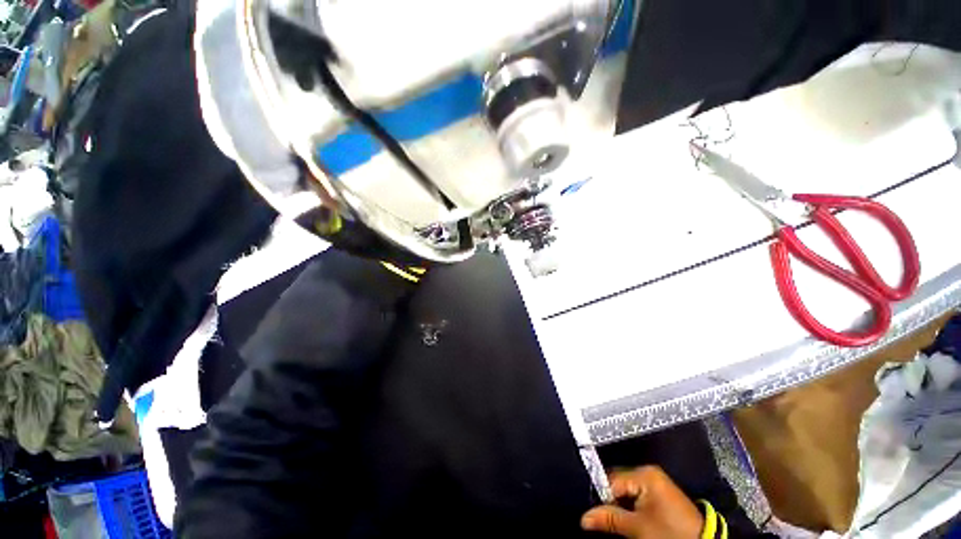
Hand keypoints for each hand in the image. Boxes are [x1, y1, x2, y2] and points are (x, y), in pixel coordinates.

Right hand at [581, 466, 704, 538]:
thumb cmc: (669, 533)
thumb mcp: (638, 528)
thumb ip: (610, 519)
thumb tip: (584, 517)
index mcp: (644, 474)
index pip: (611, 480)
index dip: (601, 498)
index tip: (593, 515)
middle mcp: (647, 473)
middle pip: (617, 484)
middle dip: (609, 501)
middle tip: (601, 520)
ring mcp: (654, 483)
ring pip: (625, 491)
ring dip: (618, 506)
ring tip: (614, 522)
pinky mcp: (659, 494)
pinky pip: (635, 496)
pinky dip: (629, 507)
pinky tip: (627, 520)